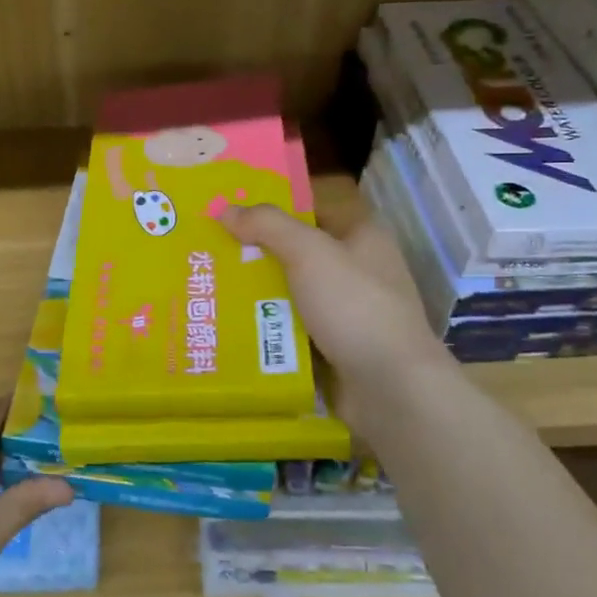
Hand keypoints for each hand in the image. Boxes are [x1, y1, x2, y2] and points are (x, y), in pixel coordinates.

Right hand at [218, 203, 453, 435]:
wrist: (390, 388)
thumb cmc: (354, 307)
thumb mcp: (309, 252)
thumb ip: (268, 225)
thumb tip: (226, 209)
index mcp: (361, 237)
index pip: (312, 210)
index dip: (273, 207)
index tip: (230, 211)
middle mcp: (355, 270)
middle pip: (295, 253)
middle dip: (254, 253)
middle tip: (206, 251)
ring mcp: (345, 312)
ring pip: (289, 293)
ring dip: (255, 294)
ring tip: (206, 288)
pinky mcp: (332, 348)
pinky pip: (290, 329)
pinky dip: (264, 328)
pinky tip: (228, 326)